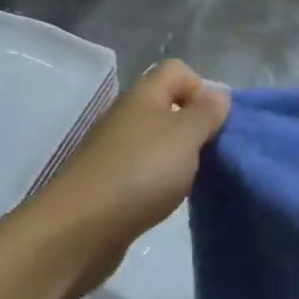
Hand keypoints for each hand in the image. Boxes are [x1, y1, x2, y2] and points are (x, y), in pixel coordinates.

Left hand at [33, 59, 229, 278]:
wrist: (80, 227)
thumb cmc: (141, 172)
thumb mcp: (186, 136)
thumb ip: (206, 113)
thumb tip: (219, 95)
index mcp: (144, 94)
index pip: (177, 70)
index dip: (202, 88)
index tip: (214, 123)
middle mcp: (127, 114)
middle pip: (167, 104)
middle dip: (193, 125)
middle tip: (209, 154)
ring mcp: (113, 148)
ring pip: (155, 139)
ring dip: (177, 156)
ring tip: (190, 181)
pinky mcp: (107, 180)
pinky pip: (142, 168)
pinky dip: (158, 179)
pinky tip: (164, 199)